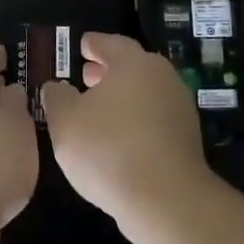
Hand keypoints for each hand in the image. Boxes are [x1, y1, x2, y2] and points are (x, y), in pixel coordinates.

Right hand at [41, 32, 212, 239]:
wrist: (165, 200)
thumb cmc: (108, 150)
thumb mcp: (65, 121)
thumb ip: (57, 97)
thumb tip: (56, 86)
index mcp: (134, 64)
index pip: (111, 43)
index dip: (93, 44)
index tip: (81, 45)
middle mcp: (163, 78)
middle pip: (132, 67)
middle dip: (107, 71)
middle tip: (85, 76)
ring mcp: (179, 109)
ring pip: (144, 93)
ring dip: (122, 97)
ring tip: (97, 110)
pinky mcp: (186, 139)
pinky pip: (154, 119)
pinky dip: (135, 120)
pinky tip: (117, 138)